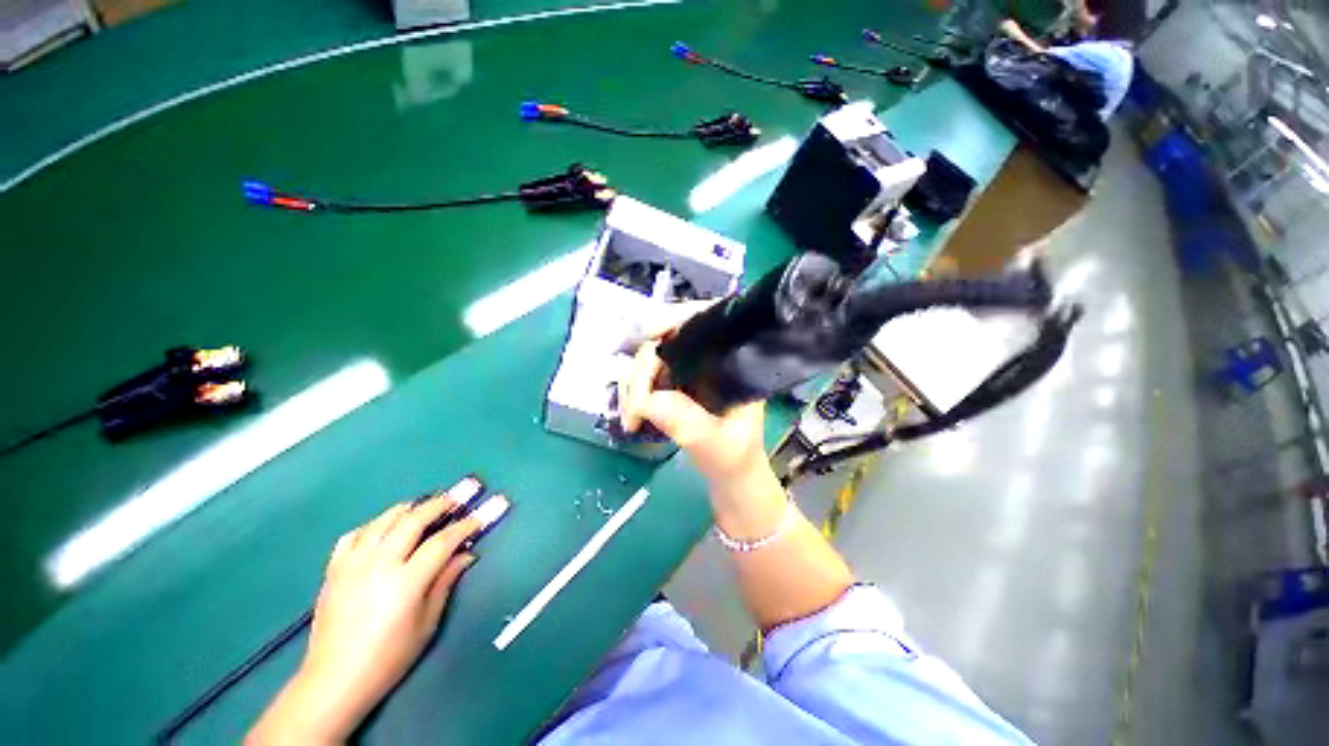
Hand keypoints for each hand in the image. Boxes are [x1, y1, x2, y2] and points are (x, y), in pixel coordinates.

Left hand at [248, 489, 479, 743]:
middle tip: (455, 499)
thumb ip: (445, 582)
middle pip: (412, 521)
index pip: (442, 541)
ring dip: (408, 509)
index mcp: (406, 581)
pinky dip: (373, 525)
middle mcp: (379, 565)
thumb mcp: (426, 623)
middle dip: (438, 505)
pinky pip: (354, 535)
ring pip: (383, 521)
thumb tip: (465, 554)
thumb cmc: (389, 658)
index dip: (465, 525)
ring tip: (423, 507)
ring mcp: (353, 565)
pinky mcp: (334, 570)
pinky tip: (383, 529)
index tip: (479, 517)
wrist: (334, 681)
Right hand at [618, 308, 775, 514]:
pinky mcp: (675, 385)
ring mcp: (690, 371)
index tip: (649, 333)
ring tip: (631, 418)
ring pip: (652, 358)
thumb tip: (646, 400)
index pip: (707, 320)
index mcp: (733, 363)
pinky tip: (632, 415)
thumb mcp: (717, 445)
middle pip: (668, 339)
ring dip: (633, 383)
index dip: (677, 317)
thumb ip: (688, 424)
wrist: (732, 476)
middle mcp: (710, 359)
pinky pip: (647, 377)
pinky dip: (634, 392)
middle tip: (634, 408)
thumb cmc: (735, 459)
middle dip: (644, 368)